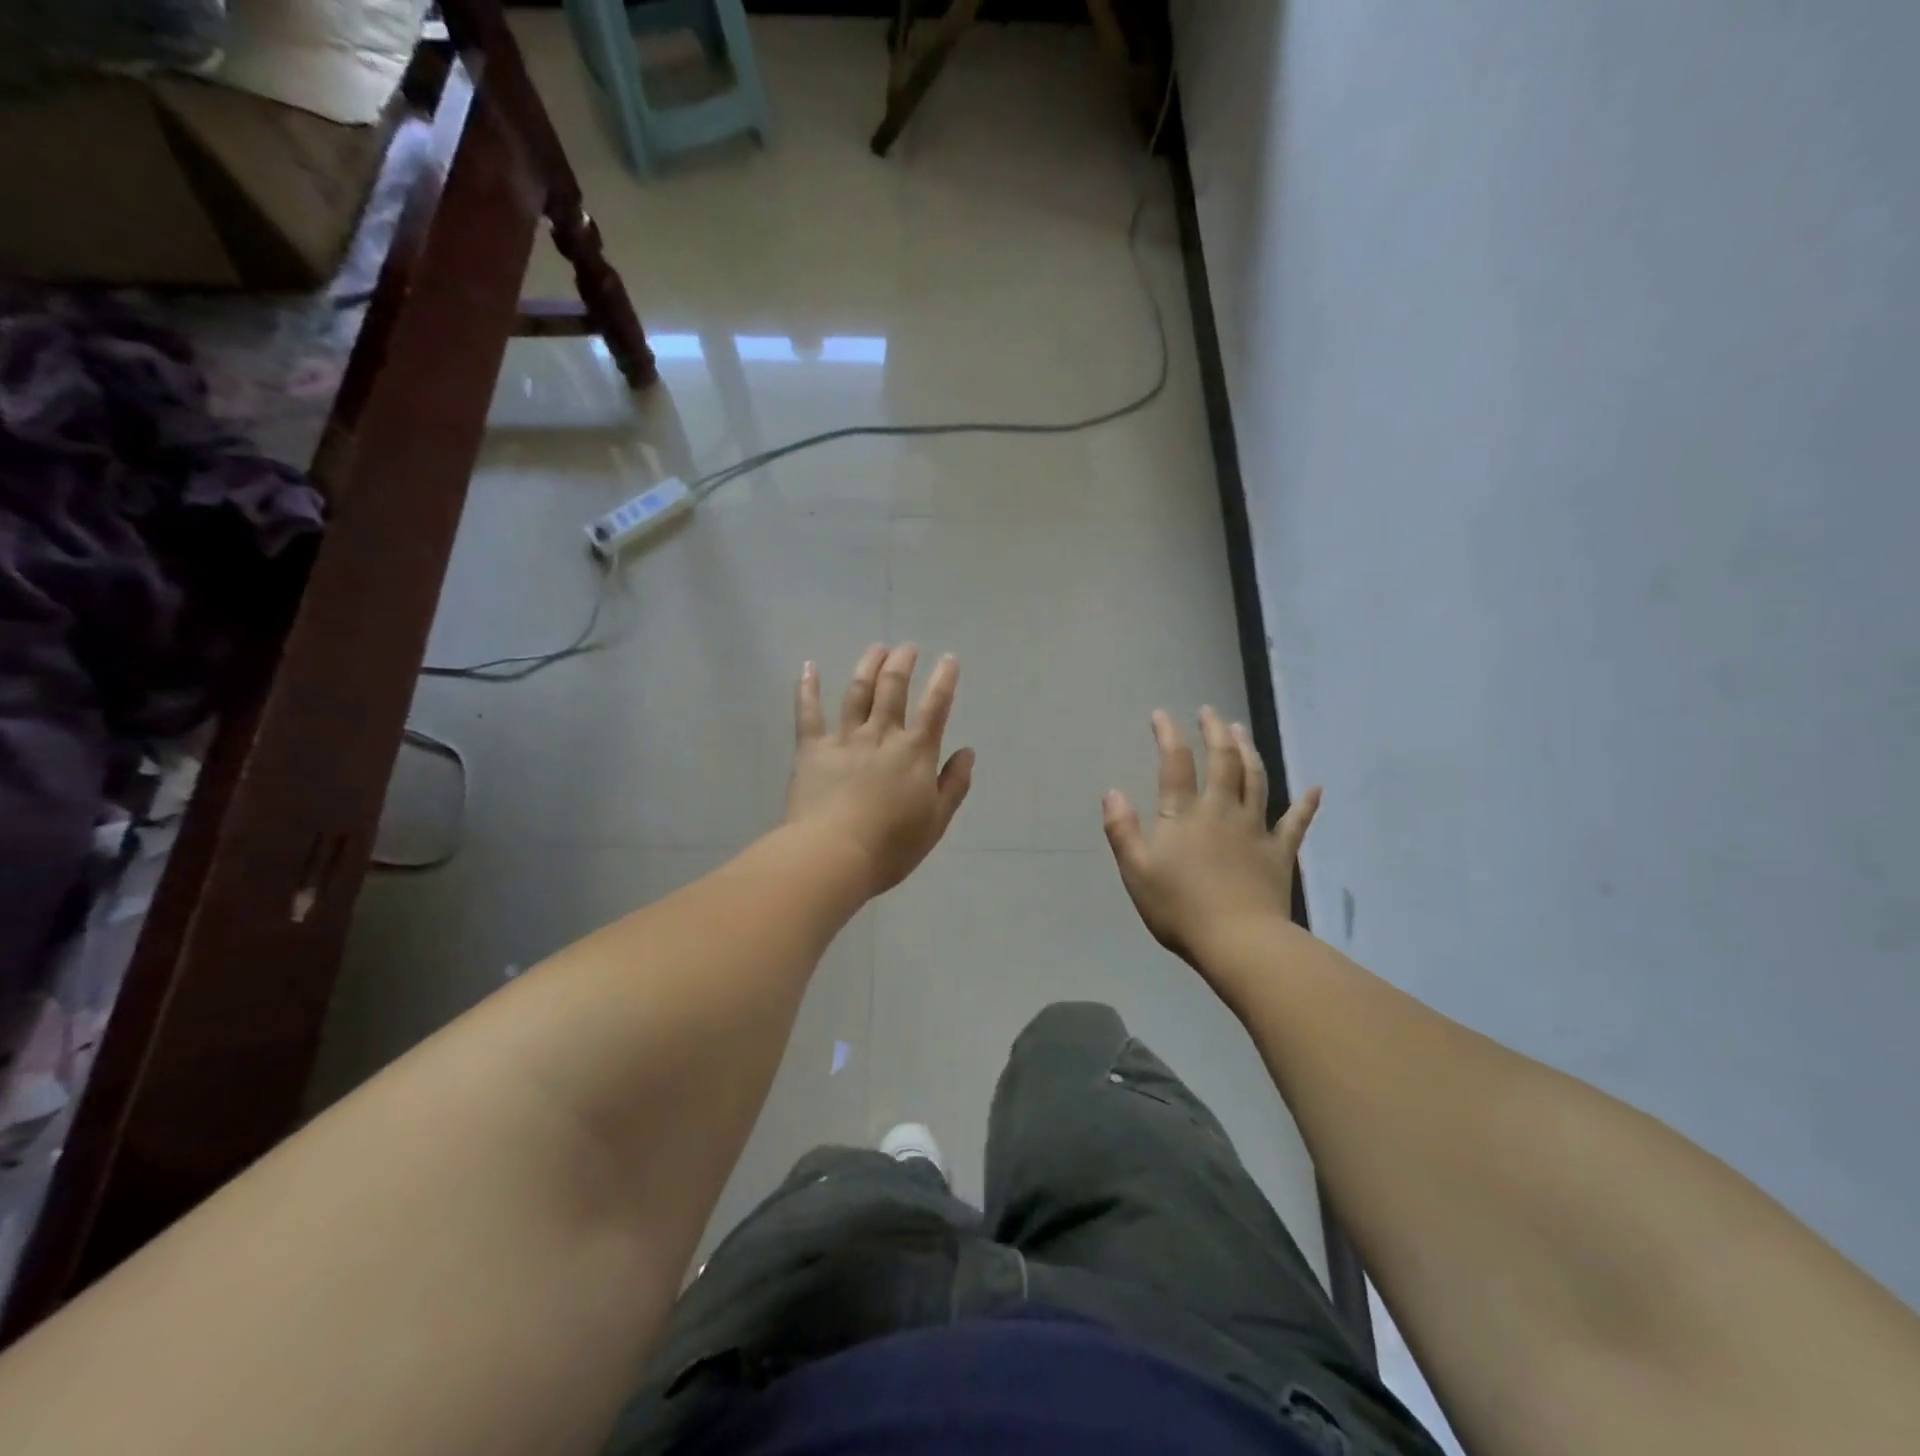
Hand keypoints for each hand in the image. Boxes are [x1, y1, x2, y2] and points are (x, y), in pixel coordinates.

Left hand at [785, 644, 974, 897]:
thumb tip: (967, 752)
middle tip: (907, 648)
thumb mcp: (936, 821)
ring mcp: (844, 738)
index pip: (935, 707)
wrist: (834, 854)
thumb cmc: (891, 845)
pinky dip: (808, 687)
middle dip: (902, 664)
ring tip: (876, 648)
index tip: (949, 659)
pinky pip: (808, 712)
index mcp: (915, 752)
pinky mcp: (812, 749)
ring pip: (858, 692)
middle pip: (893, 689)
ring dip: (868, 666)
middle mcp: (881, 735)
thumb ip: (954, 784)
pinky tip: (809, 666)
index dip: (945, 680)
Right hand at [1102, 706, 1319, 965]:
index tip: (1162, 714)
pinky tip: (1315, 789)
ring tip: (1241, 731)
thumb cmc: (1180, 909)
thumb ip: (1123, 830)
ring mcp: (1255, 829)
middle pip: (1223, 760)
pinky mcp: (1279, 852)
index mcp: (1184, 814)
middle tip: (1210, 712)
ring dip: (1248, 751)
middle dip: (1215, 732)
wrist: (1239, 942)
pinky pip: (1296, 822)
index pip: (1175, 763)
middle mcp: (1222, 810)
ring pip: (1256, 779)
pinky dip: (1306, 805)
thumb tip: (1112, 792)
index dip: (1168, 734)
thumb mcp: (1136, 871)